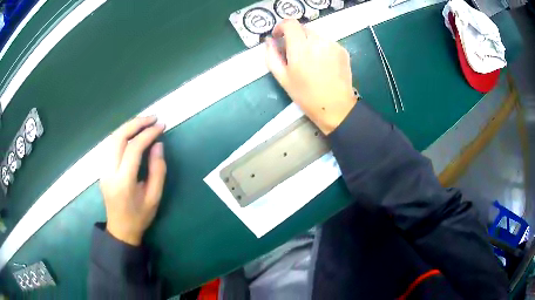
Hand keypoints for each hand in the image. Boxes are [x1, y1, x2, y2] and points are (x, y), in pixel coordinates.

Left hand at [100, 116, 166, 245]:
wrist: (120, 230)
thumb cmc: (139, 217)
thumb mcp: (154, 197)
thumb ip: (158, 170)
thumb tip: (158, 145)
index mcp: (123, 182)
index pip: (133, 149)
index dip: (148, 134)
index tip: (161, 126)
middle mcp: (109, 172)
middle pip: (118, 137)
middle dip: (136, 123)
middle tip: (152, 118)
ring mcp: (103, 169)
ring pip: (112, 138)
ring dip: (128, 126)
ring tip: (144, 122)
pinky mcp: (102, 168)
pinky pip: (110, 145)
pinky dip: (122, 134)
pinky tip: (132, 133)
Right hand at [265, 20, 356, 134]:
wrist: (336, 107)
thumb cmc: (306, 95)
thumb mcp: (283, 78)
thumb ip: (272, 56)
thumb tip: (269, 41)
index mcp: (300, 48)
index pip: (290, 23)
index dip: (281, 26)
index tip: (278, 36)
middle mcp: (318, 41)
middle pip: (303, 28)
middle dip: (295, 36)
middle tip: (294, 52)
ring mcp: (332, 44)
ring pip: (316, 35)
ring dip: (308, 42)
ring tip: (310, 60)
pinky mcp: (342, 50)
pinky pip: (327, 42)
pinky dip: (321, 47)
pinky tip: (322, 63)